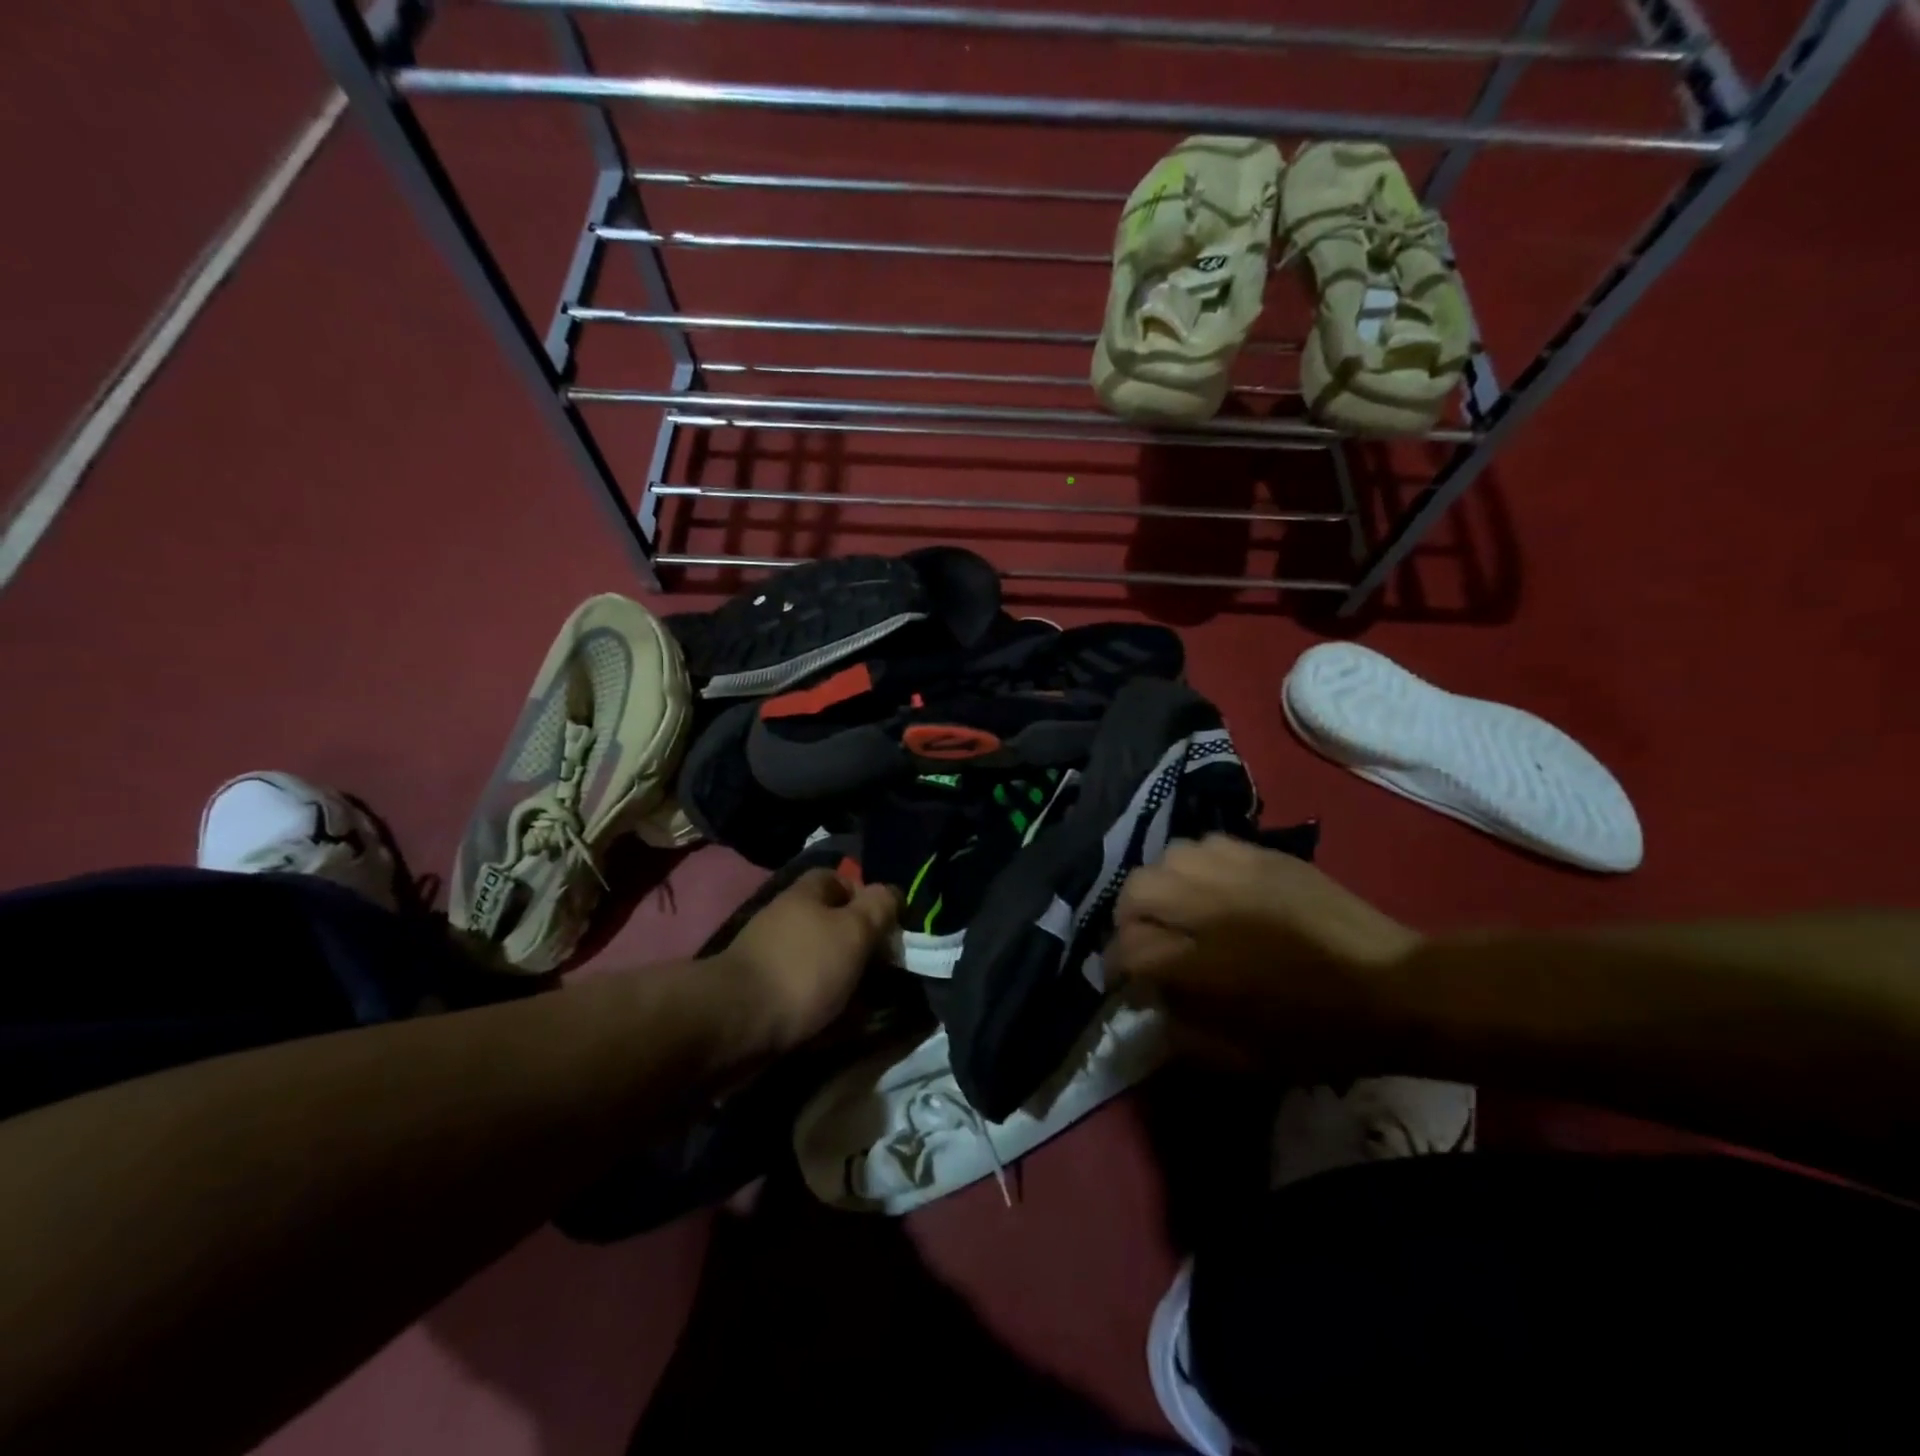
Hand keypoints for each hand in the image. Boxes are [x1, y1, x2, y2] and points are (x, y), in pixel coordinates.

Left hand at [708, 868, 899, 1053]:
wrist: (735, 1023)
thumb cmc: (803, 967)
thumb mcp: (854, 930)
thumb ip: (878, 907)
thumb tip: (892, 892)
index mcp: (806, 894)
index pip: (840, 879)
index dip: (867, 896)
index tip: (890, 923)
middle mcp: (786, 919)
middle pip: (832, 923)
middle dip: (860, 944)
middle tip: (886, 967)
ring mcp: (771, 957)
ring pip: (820, 960)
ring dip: (845, 978)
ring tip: (871, 1002)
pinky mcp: (762, 994)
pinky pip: (804, 992)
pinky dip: (824, 1004)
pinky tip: (841, 1024)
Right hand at [1109, 835, 1419, 1068]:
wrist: (1393, 987)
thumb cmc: (1317, 1034)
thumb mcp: (1243, 1059)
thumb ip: (1182, 1035)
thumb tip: (1149, 1010)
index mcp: (1198, 964)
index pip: (1127, 950)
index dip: (1117, 968)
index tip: (1128, 983)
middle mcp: (1205, 908)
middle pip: (1135, 892)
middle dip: (1130, 919)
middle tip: (1148, 939)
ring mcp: (1234, 873)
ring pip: (1167, 859)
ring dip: (1162, 886)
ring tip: (1179, 907)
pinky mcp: (1262, 854)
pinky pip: (1207, 844)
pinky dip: (1197, 864)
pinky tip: (1212, 886)